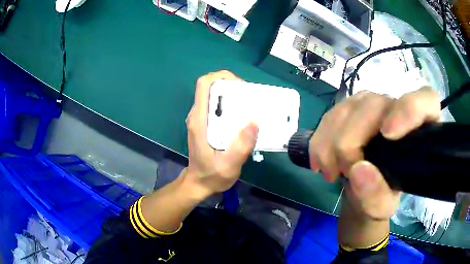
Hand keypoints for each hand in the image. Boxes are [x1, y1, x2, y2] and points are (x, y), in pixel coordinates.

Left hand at [184, 71, 257, 197]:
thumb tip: (254, 121)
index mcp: (200, 120)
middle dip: (231, 86)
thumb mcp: (229, 165)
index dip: (221, 77)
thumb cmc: (211, 175)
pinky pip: (217, 107)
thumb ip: (241, 146)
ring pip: (214, 96)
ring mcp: (200, 119)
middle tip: (250, 97)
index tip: (240, 86)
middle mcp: (198, 115)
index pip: (204, 85)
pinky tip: (243, 117)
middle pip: (211, 87)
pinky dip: (230, 105)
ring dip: (232, 95)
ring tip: (250, 105)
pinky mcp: (205, 125)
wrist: (199, 184)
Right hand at [309, 87, 440, 219]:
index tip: (388, 134)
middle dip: (351, 143)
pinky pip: (329, 116)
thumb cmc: (382, 194)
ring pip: (346, 109)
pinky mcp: (349, 106)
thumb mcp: (382, 207)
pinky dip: (320, 142)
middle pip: (374, 106)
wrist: (363, 187)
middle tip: (344, 174)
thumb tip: (358, 170)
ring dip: (331, 145)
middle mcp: (396, 106)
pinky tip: (322, 162)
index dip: (409, 110)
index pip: (426, 101)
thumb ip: (376, 196)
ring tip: (331, 172)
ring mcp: (370, 102)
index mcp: (420, 128)